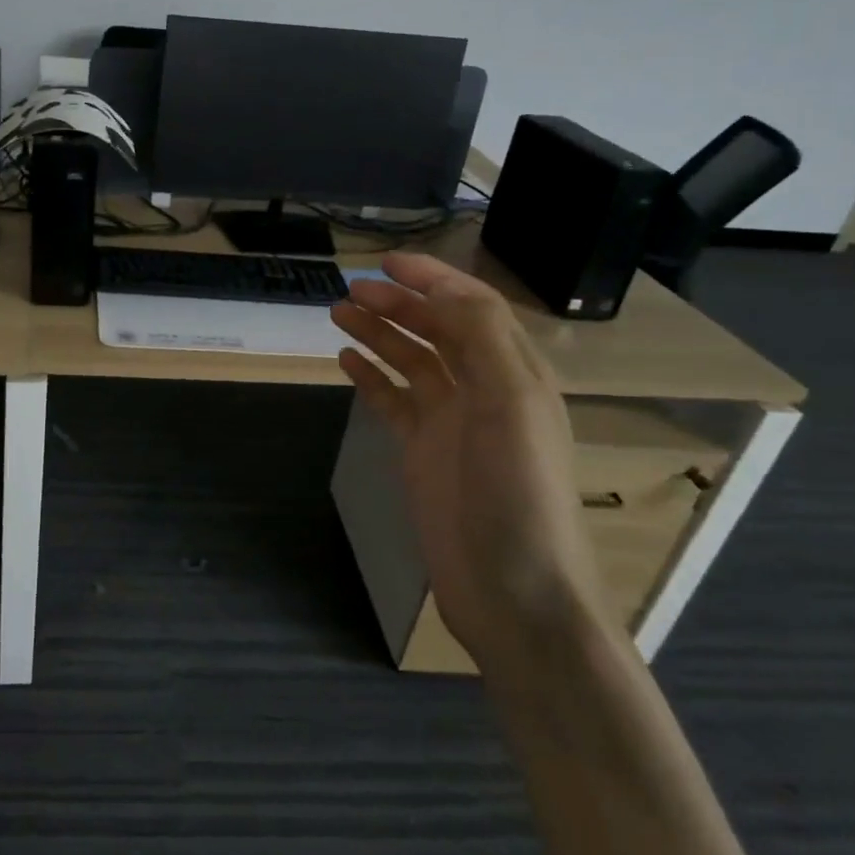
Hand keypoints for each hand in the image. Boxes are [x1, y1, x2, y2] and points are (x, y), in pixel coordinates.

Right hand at [330, 253, 605, 668]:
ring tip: (337, 314)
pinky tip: (345, 362)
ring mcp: (451, 423)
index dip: (432, 279)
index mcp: (515, 373)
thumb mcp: (511, 405)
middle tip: (350, 290)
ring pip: (411, 361)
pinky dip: (371, 377)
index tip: (385, 263)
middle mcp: (484, 389)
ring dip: (379, 334)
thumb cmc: (517, 493)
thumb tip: (441, 290)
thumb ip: (480, 339)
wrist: (513, 592)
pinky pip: (393, 401)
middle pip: (437, 330)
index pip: (473, 307)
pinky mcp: (424, 452)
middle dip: (397, 304)